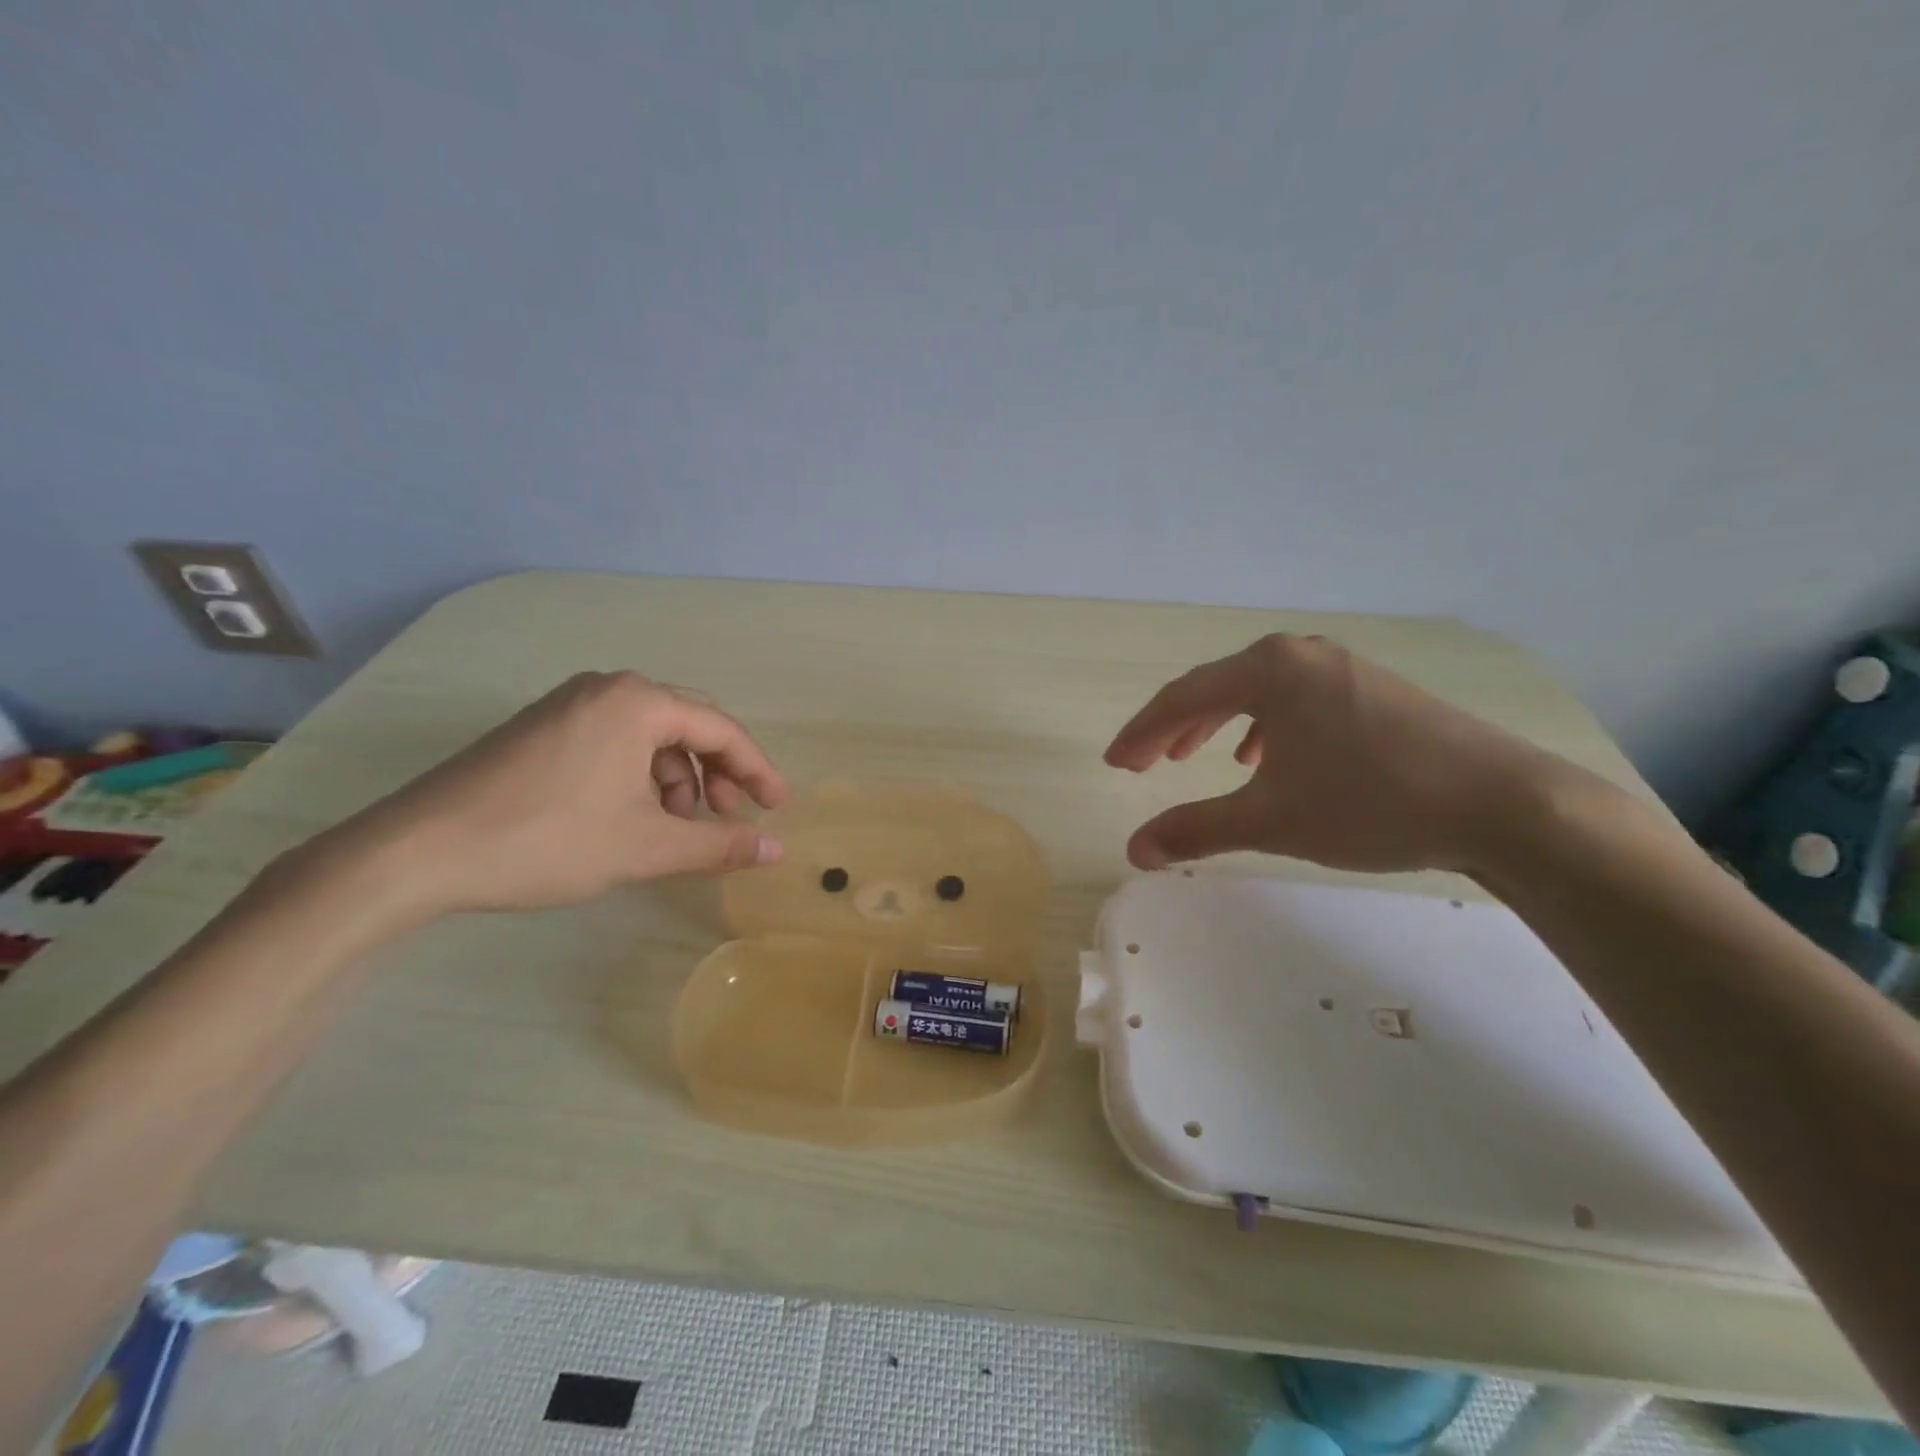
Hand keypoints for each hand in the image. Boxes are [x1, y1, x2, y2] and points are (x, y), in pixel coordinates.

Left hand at [327, 671, 787, 918]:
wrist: (416, 852)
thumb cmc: (547, 840)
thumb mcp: (646, 847)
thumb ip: (719, 844)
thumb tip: (777, 850)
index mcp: (637, 702)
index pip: (721, 729)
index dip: (757, 770)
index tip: (777, 807)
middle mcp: (606, 689)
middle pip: (687, 725)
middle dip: (717, 773)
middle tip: (730, 817)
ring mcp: (567, 705)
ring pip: (649, 736)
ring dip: (677, 778)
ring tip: (677, 827)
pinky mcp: (540, 729)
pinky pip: (614, 742)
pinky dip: (639, 776)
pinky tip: (633, 816)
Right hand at [1105, 634, 1564, 873]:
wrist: (1501, 804)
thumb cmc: (1370, 802)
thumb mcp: (1269, 819)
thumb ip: (1194, 830)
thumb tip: (1134, 851)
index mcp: (1267, 670)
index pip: (1181, 698)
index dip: (1141, 733)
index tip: (1116, 763)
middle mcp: (1300, 655)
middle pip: (1216, 688)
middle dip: (1174, 728)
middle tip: (1146, 764)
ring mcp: (1342, 667)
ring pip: (1258, 693)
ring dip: (1217, 724)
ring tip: (1198, 758)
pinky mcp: (1373, 688)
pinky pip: (1296, 699)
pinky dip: (1266, 726)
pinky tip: (1269, 757)